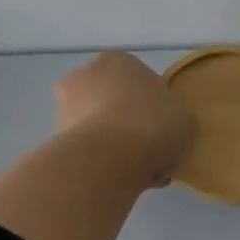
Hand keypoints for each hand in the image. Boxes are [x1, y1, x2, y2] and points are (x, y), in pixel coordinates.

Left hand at [53, 51, 195, 187]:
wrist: (109, 158)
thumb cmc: (153, 125)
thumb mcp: (185, 118)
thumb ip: (173, 115)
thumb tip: (162, 126)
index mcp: (118, 61)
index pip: (139, 81)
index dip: (154, 107)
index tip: (163, 128)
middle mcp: (84, 74)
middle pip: (112, 101)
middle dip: (126, 123)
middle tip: (148, 150)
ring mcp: (64, 105)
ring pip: (97, 126)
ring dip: (112, 144)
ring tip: (136, 171)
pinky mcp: (54, 137)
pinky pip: (87, 150)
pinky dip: (99, 162)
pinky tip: (118, 179)